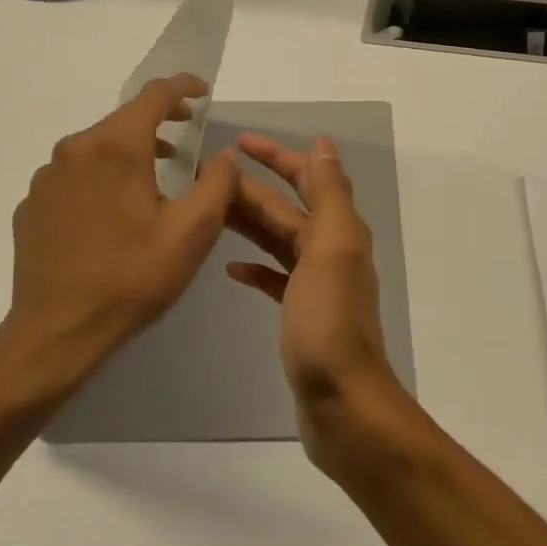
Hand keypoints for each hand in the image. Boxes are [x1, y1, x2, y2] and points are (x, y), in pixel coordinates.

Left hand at [0, 74, 240, 397]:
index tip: (202, 91)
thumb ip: (218, 183)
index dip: (182, 87)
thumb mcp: (192, 232)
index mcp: (115, 147)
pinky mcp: (32, 206)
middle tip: (187, 132)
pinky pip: (74, 176)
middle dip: (159, 121)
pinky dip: (100, 178)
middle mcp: (74, 151)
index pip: (153, 96)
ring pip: (96, 148)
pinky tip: (113, 212)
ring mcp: (46, 179)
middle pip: (122, 120)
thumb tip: (223, 155)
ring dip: (129, 151)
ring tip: (156, 175)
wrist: (57, 332)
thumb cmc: (132, 278)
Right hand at [225, 133, 409, 471]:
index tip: (238, 142)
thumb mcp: (331, 249)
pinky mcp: (302, 315)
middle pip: (286, 208)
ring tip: (209, 210)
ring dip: (248, 222)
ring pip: (278, 240)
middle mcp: (331, 251)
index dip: (277, 157)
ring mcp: (317, 285)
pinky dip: (256, 266)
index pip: (307, 179)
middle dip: (251, 188)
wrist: (342, 403)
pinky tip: (231, 267)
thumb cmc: (330, 323)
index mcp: (340, 231)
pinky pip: (276, 278)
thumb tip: (324, 146)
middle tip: (204, 176)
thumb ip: (329, 195)